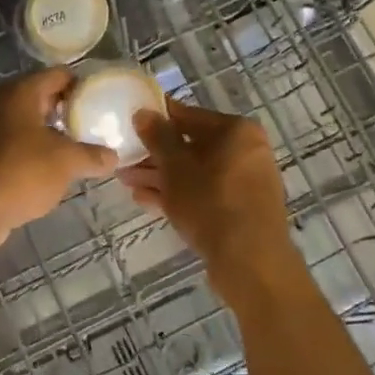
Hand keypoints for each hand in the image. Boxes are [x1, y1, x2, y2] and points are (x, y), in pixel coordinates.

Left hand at [0, 68, 117, 259]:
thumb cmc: (20, 173)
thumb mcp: (66, 162)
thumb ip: (92, 155)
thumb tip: (113, 156)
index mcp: (21, 92)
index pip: (59, 75)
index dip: (84, 85)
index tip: (106, 101)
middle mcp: (3, 103)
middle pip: (44, 98)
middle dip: (70, 111)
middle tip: (98, 126)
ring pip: (31, 124)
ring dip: (54, 134)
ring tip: (83, 149)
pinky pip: (19, 146)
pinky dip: (38, 153)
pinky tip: (55, 170)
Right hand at [120, 100, 297, 286]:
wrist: (251, 262)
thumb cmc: (211, 203)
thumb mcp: (175, 167)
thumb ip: (157, 137)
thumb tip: (143, 112)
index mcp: (236, 131)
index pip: (188, 115)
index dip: (156, 120)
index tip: (130, 125)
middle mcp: (246, 151)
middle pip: (191, 146)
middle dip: (154, 155)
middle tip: (124, 161)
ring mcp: (245, 182)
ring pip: (195, 172)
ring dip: (161, 177)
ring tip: (127, 182)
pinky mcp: (240, 210)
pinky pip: (204, 193)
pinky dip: (179, 194)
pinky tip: (146, 201)